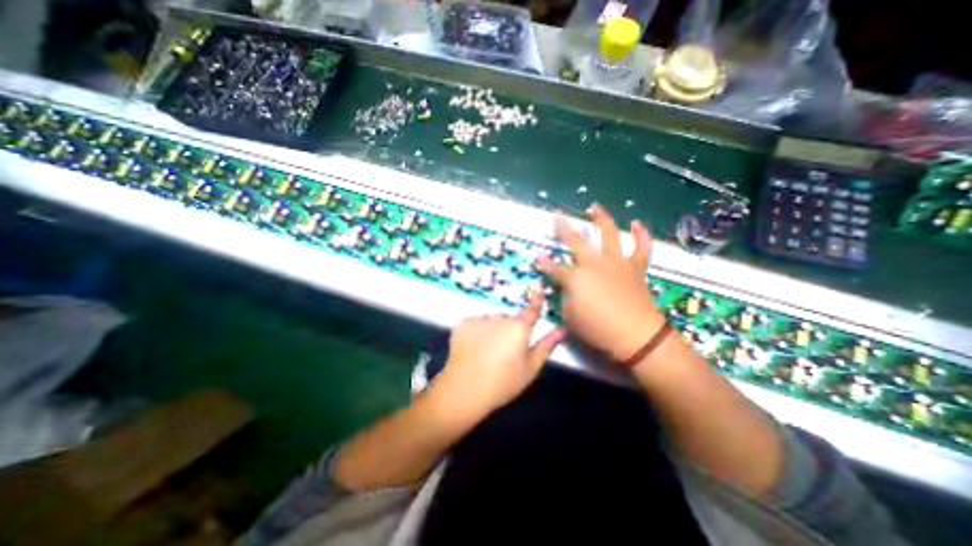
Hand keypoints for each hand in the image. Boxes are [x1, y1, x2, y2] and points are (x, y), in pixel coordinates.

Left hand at [431, 293, 567, 415]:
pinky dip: (476, 333)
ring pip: (491, 321)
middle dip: (509, 330)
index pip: (531, 310)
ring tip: (486, 352)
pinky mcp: (463, 323)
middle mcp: (500, 317)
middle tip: (504, 352)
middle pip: (508, 319)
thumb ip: (546, 346)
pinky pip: (475, 324)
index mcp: (519, 328)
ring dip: (492, 330)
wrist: (464, 389)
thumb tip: (561, 329)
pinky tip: (473, 349)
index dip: (536, 299)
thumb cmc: (503, 382)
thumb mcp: (530, 368)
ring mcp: (480, 319)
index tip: (539, 287)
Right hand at [539, 205, 669, 361]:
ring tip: (595, 208)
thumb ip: (566, 299)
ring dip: (601, 219)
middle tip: (557, 215)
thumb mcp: (570, 318)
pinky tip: (637, 223)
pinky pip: (641, 248)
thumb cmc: (598, 329)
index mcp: (576, 278)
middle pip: (576, 241)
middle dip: (563, 228)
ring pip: (609, 234)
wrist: (637, 336)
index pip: (554, 268)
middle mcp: (594, 264)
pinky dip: (641, 235)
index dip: (544, 263)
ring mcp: (616, 263)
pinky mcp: (635, 268)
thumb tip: (567, 288)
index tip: (537, 256)